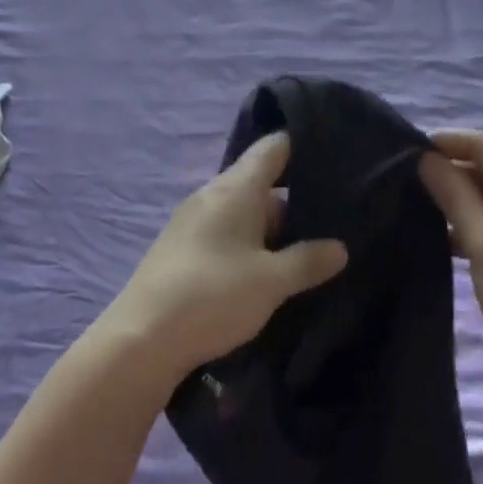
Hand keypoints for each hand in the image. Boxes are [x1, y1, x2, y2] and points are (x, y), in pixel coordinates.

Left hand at [107, 134, 348, 381]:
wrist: (142, 338)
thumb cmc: (213, 295)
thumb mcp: (271, 281)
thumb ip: (308, 261)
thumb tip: (340, 247)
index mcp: (235, 187)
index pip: (273, 147)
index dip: (301, 145)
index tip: (332, 153)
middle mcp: (212, 193)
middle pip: (260, 182)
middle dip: (294, 199)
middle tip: (334, 216)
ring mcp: (193, 220)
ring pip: (243, 212)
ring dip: (272, 228)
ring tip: (308, 247)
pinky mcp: (182, 246)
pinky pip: (226, 232)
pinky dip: (249, 243)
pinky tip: (267, 269)